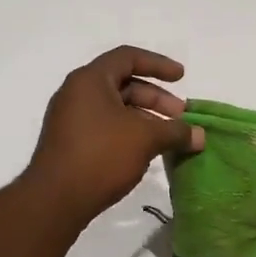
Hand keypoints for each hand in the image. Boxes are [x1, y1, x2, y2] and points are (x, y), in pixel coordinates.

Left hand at [25, 46, 203, 223]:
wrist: (55, 200)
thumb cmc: (101, 155)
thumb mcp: (145, 138)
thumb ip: (176, 131)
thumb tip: (200, 136)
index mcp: (90, 80)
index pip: (128, 57)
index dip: (158, 64)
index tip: (182, 78)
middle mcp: (76, 93)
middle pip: (123, 84)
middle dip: (156, 98)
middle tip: (180, 117)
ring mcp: (69, 119)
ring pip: (115, 108)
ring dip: (144, 118)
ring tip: (168, 138)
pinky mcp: (69, 142)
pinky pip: (104, 126)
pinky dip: (128, 132)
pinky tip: (145, 152)